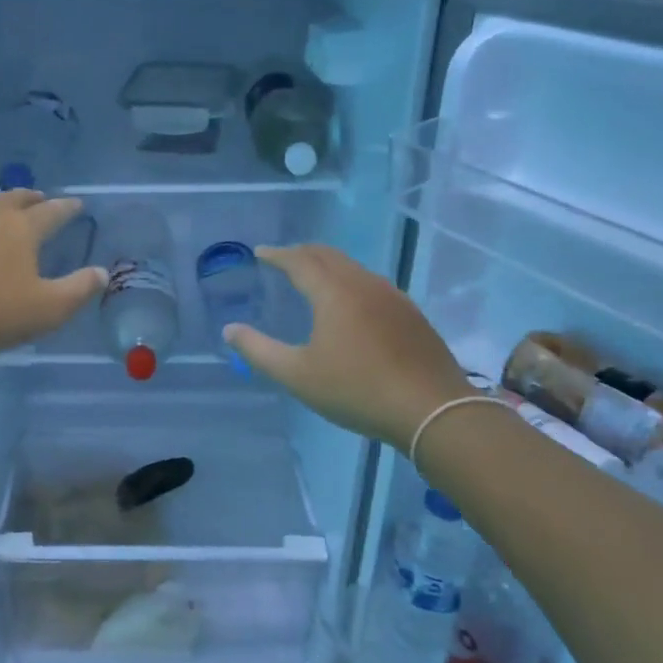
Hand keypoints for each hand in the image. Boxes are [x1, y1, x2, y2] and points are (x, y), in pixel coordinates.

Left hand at [0, 191, 106, 360]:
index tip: (78, 206)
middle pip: (16, 199)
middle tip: (43, 200)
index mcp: (22, 229)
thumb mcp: (46, 310)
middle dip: (34, 199)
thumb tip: (102, 273)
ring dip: (4, 208)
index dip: (68, 209)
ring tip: (10, 216)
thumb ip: (78, 290)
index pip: (52, 212)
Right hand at [224, 244, 473, 451]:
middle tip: (282, 259)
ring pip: (353, 268)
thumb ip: (259, 350)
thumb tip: (230, 330)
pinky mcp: (411, 314)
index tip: (259, 253)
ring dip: (328, 265)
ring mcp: (392, 297)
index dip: (277, 254)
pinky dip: (349, 281)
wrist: (433, 409)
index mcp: (333, 292)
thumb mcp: (298, 375)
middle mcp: (363, 284)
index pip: (299, 261)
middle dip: (302, 253)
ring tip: (313, 277)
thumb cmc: (357, 390)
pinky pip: (371, 283)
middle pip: (328, 255)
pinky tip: (351, 303)